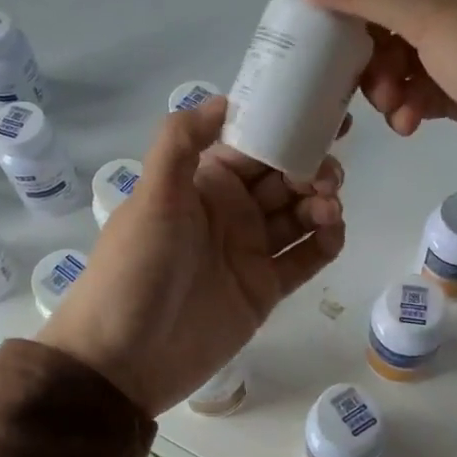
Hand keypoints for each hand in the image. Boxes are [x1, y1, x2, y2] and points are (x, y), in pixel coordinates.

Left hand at [38, 97, 343, 415]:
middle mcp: (231, 213)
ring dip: (322, 202)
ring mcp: (250, 252)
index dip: (288, 129)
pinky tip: (333, 232)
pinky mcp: (265, 290)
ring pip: (300, 216)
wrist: (124, 358)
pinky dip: (325, 242)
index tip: (325, 116)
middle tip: (331, 173)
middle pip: (284, 179)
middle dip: (313, 167)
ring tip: (329, 206)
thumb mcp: (151, 196)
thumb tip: (225, 98)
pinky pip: (305, 258)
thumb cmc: (136, 269)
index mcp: (204, 184)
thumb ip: (181, 142)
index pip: (255, 146)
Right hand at [291, 0, 456, 193]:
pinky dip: (405, 105)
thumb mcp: (428, 16)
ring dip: (382, 79)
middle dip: (364, 39)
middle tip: (352, 67)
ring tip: (390, 103)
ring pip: (394, 52)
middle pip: (385, 3)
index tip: (333, 6)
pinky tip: (409, 123)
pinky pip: (414, 88)